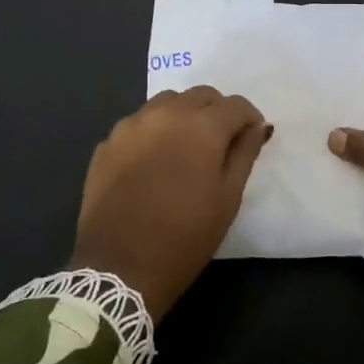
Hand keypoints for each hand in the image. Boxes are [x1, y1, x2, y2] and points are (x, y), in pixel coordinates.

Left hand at [72, 86, 271, 318]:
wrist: (119, 268)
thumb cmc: (185, 237)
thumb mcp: (227, 199)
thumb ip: (244, 154)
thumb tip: (256, 127)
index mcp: (201, 127)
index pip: (235, 105)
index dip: (249, 118)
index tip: (251, 137)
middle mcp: (165, 114)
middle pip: (200, 95)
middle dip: (217, 111)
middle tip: (221, 142)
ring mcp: (131, 125)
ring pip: (166, 102)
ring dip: (183, 115)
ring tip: (185, 147)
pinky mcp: (107, 143)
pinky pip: (138, 123)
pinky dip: (153, 131)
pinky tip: (154, 161)